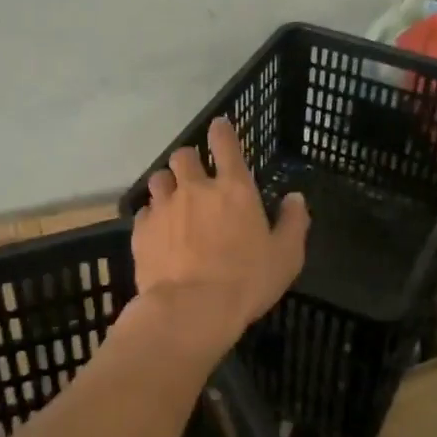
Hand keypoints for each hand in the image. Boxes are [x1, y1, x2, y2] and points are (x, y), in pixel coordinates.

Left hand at [130, 117, 309, 354]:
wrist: (191, 310)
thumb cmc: (247, 281)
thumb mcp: (286, 256)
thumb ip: (293, 222)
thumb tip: (295, 198)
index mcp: (234, 189)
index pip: (224, 143)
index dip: (221, 131)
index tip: (219, 127)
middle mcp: (195, 189)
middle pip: (183, 156)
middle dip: (188, 160)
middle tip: (195, 176)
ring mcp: (164, 208)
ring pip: (158, 180)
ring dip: (167, 185)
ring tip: (173, 202)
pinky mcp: (141, 231)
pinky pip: (144, 213)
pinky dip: (151, 217)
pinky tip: (158, 233)